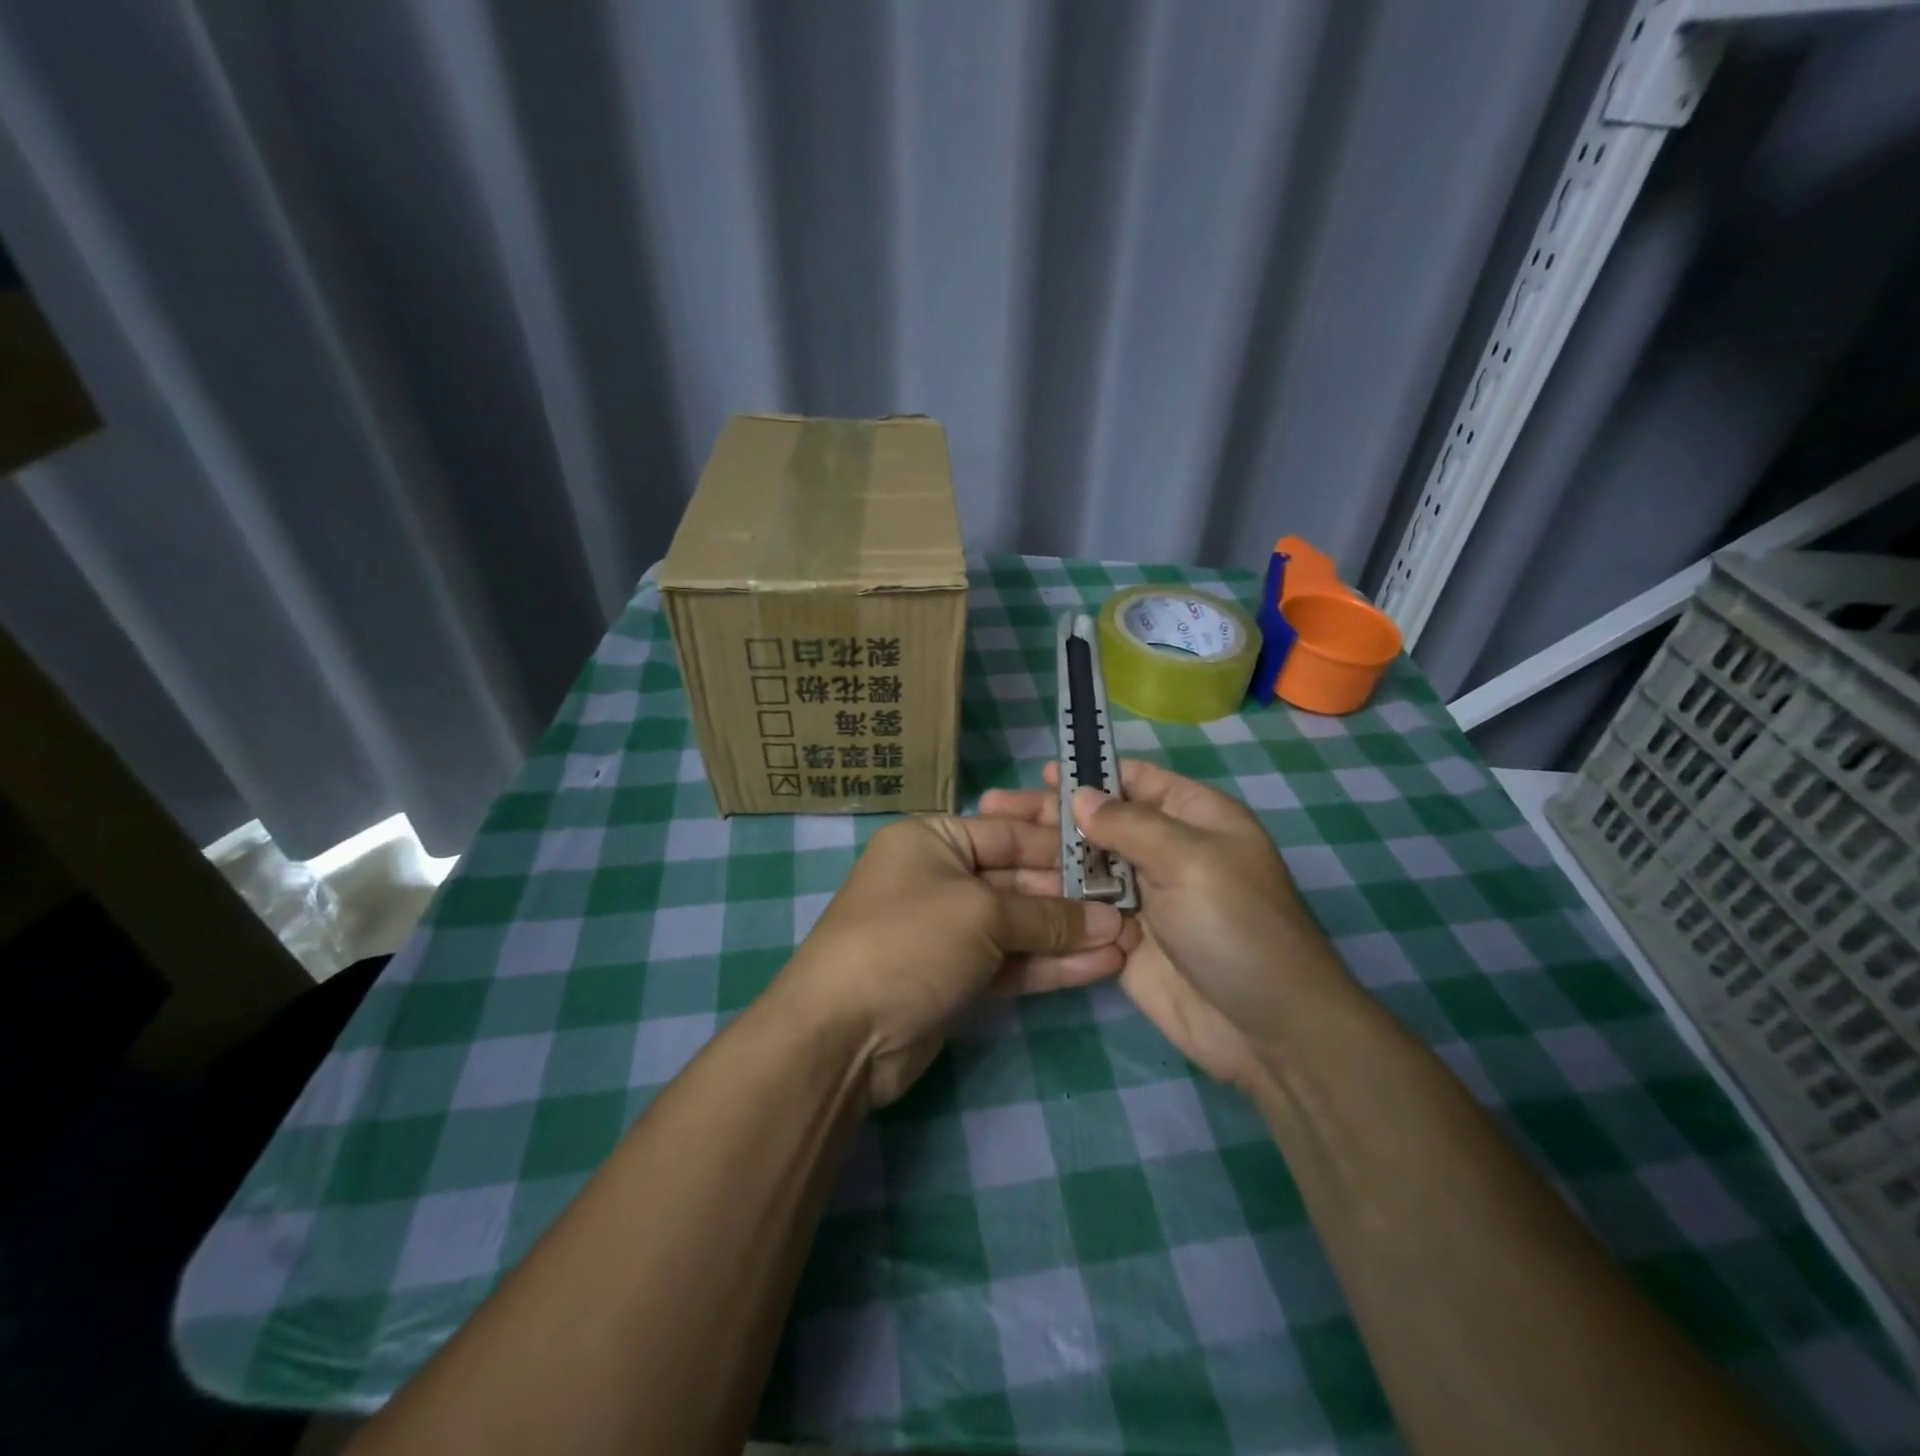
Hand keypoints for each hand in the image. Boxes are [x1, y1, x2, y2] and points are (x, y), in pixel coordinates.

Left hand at [776, 807, 1138, 1106]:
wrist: (841, 1034)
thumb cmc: (909, 940)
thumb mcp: (981, 913)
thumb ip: (1047, 916)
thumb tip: (1108, 922)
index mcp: (932, 839)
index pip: (1009, 833)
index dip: (1061, 848)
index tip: (1113, 859)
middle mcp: (939, 877)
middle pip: (1018, 879)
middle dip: (1072, 897)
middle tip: (1130, 906)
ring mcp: (947, 931)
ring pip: (1018, 926)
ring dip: (1069, 934)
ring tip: (1129, 939)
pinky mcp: (955, 978)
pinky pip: (1010, 962)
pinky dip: (1050, 964)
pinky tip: (1101, 965)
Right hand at [982, 761, 1350, 1092]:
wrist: (1266, 1030)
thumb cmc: (1237, 926)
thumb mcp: (1190, 859)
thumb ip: (1129, 824)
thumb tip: (1077, 795)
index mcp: (1194, 818)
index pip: (1136, 781)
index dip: (1092, 773)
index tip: (1043, 775)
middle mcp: (1165, 851)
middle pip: (1101, 822)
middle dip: (1053, 813)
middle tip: (995, 807)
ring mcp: (1142, 897)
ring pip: (1085, 865)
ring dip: (1044, 853)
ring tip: (992, 841)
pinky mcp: (1121, 937)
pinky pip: (1081, 908)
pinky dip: (1050, 897)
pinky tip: (1008, 887)